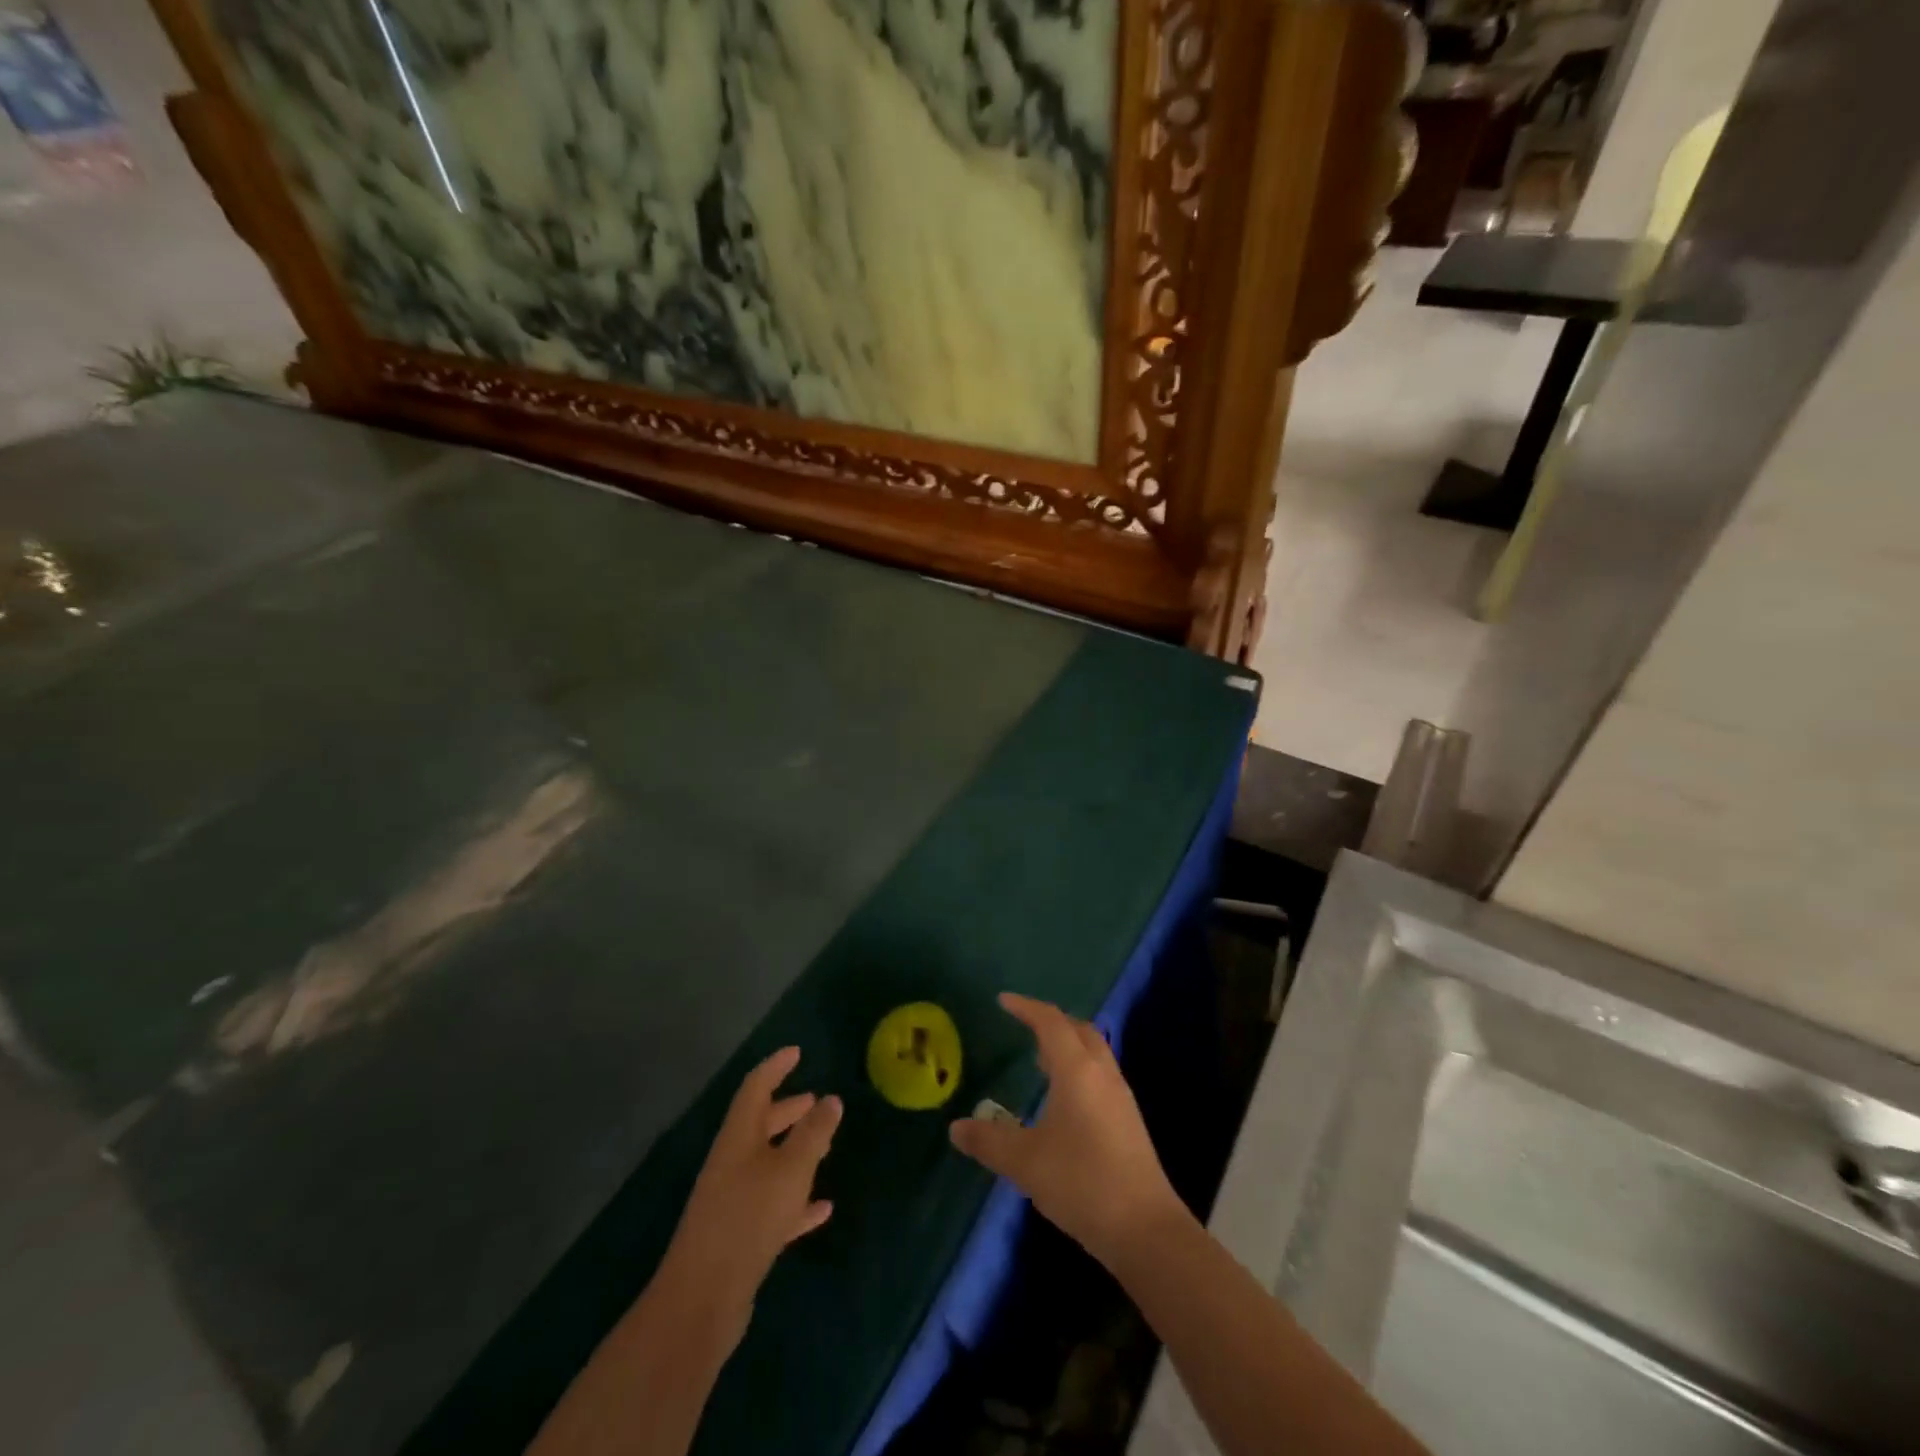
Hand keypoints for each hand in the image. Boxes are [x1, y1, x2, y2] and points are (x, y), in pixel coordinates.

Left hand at [654, 1047, 842, 1344]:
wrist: (701, 1301)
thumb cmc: (748, 1219)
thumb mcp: (790, 1169)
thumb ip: (813, 1133)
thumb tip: (830, 1099)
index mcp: (738, 1137)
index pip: (756, 1087)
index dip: (775, 1066)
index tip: (797, 1052)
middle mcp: (732, 1162)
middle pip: (760, 1125)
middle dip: (787, 1110)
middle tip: (815, 1100)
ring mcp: (733, 1200)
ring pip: (768, 1164)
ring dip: (795, 1152)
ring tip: (826, 1146)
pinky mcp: (740, 1236)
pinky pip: (773, 1206)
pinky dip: (797, 1200)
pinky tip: (822, 1208)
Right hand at [949, 993, 1186, 1269]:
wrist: (1145, 1230)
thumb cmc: (1081, 1182)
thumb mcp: (1025, 1162)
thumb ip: (988, 1141)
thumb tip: (956, 1128)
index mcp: (1077, 1070)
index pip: (1050, 1022)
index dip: (1026, 1007)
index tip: (1004, 1001)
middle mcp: (1102, 1074)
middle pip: (1079, 1030)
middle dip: (1051, 1022)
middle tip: (1025, 1026)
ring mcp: (1120, 1097)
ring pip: (1094, 1053)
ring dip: (1068, 1047)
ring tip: (1041, 1060)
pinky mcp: (1128, 1122)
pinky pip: (1100, 1076)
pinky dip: (1079, 1070)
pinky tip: (1064, 1101)